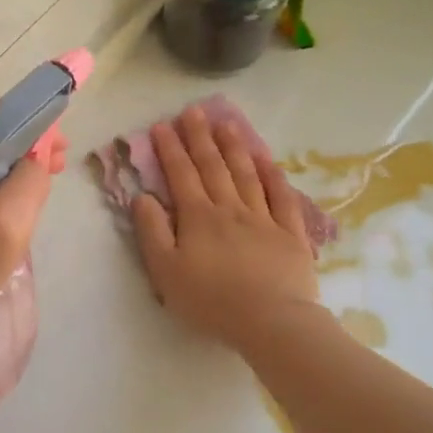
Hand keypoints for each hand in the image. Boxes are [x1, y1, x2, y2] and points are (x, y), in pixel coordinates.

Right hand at [132, 105, 321, 351]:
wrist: (271, 322)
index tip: (162, 125)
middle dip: (200, 137)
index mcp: (198, 217)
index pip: (181, 174)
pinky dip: (273, 175)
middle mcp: (230, 208)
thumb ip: (152, 231)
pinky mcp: (290, 233)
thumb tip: (142, 197)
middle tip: (193, 111)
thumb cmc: (211, 301)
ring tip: (225, 124)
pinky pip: (281, 197)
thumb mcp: (166, 271)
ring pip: (246, 174)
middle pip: (213, 166)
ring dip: (234, 147)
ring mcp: (263, 218)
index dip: (170, 148)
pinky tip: (266, 160)